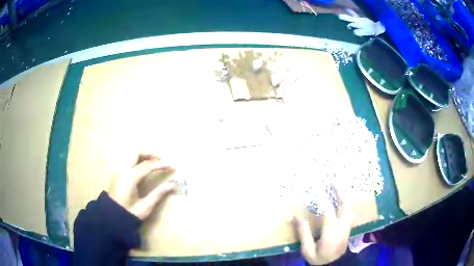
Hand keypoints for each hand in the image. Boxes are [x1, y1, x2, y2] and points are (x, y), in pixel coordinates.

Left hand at [109, 154, 175, 219]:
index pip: (147, 166)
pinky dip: (137, 160)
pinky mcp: (117, 174)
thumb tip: (173, 185)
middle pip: (136, 153)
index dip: (161, 165)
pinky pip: (127, 161)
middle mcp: (123, 170)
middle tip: (160, 159)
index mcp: (130, 178)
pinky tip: (143, 168)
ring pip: (130, 155)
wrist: (112, 218)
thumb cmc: (129, 213)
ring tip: (153, 162)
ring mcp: (118, 171)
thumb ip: (158, 194)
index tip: (172, 166)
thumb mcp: (145, 206)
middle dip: (149, 153)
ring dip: (142, 156)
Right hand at [293, 186, 355, 264]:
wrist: (334, 265)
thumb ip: (303, 233)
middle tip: (333, 180)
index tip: (316, 186)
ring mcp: (347, 225)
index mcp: (332, 231)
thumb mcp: (307, 250)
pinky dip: (348, 201)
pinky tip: (344, 197)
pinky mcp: (349, 227)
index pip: (328, 210)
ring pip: (351, 206)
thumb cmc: (319, 258)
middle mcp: (342, 225)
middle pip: (346, 204)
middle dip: (340, 190)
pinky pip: (351, 210)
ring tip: (339, 185)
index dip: (322, 197)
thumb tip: (296, 216)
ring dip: (345, 194)